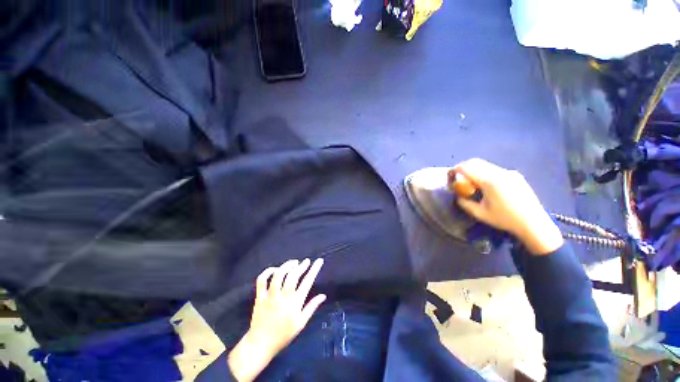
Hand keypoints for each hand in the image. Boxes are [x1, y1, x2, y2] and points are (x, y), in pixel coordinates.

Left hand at [228, 259, 325, 381]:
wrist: (260, 345)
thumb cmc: (283, 335)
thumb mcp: (301, 323)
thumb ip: (312, 307)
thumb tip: (323, 295)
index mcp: (295, 303)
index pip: (307, 282)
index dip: (314, 269)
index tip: (319, 261)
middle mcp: (283, 297)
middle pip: (293, 275)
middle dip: (301, 266)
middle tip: (306, 261)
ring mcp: (270, 296)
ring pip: (278, 275)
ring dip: (286, 266)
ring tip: (293, 263)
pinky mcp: (260, 297)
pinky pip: (262, 280)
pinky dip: (267, 272)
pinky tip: (275, 269)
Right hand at [451, 158, 563, 254]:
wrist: (533, 223)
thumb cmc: (505, 219)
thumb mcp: (479, 214)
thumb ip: (464, 203)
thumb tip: (457, 196)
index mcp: (490, 182)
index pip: (467, 168)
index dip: (455, 169)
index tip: (449, 175)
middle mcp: (500, 173)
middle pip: (476, 162)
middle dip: (463, 167)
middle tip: (457, 176)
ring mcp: (509, 172)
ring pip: (486, 164)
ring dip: (474, 169)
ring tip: (470, 181)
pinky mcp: (515, 175)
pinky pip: (495, 169)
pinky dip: (485, 172)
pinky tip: (486, 185)